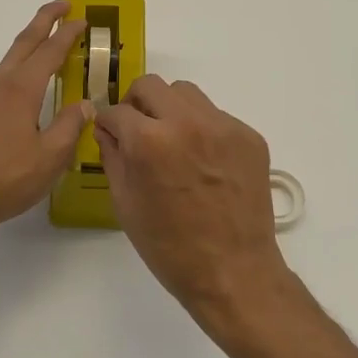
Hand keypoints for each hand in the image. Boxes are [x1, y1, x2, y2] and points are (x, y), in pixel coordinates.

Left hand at [0, 0, 93, 244]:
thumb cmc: (5, 179)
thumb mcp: (50, 157)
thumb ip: (70, 126)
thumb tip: (85, 105)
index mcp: (21, 89)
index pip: (50, 51)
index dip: (68, 33)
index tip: (82, 19)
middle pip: (24, 42)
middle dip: (44, 20)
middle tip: (63, 5)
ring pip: (9, 61)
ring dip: (29, 46)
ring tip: (46, 45)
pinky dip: (16, 71)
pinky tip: (22, 90)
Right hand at [95, 76, 298, 328]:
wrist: (234, 272)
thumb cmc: (170, 247)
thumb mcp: (126, 204)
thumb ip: (113, 157)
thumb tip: (108, 130)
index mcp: (150, 141)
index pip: (117, 110)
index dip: (109, 124)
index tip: (111, 134)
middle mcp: (187, 122)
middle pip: (151, 86)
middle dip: (137, 104)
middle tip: (138, 130)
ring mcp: (223, 126)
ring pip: (186, 94)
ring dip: (170, 109)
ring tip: (172, 142)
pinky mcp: (249, 136)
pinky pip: (215, 117)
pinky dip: (202, 129)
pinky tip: (203, 162)